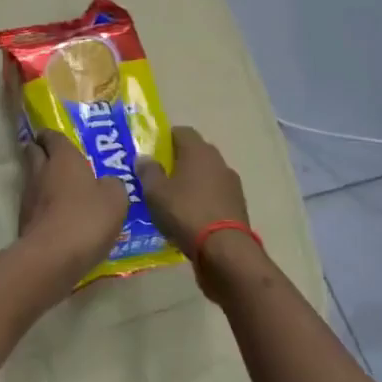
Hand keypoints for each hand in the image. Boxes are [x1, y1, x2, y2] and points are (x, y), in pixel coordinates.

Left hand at [17, 129, 128, 281]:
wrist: (52, 255)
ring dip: (42, 179)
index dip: (52, 135)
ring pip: (32, 178)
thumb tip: (107, 183)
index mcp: (63, 158)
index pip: (52, 136)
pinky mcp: (23, 219)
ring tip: (59, 187)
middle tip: (53, 156)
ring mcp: (28, 195)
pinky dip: (42, 204)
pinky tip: (56, 213)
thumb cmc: (87, 218)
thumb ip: (112, 185)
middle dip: (40, 151)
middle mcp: (41, 170)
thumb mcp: (115, 199)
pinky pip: (34, 203)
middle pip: (33, 152)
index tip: (54, 137)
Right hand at [137, 126, 248, 257]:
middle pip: (196, 152)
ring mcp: (231, 184)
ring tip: (173, 199)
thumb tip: (143, 157)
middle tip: (158, 176)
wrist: (224, 250)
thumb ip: (148, 171)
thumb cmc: (185, 212)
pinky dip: (203, 199)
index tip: (151, 152)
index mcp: (198, 151)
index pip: (182, 131)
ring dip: (192, 182)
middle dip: (178, 161)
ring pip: (206, 175)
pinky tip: (189, 216)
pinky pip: (214, 194)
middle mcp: (218, 161)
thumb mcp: (155, 192)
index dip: (165, 138)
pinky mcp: (238, 205)